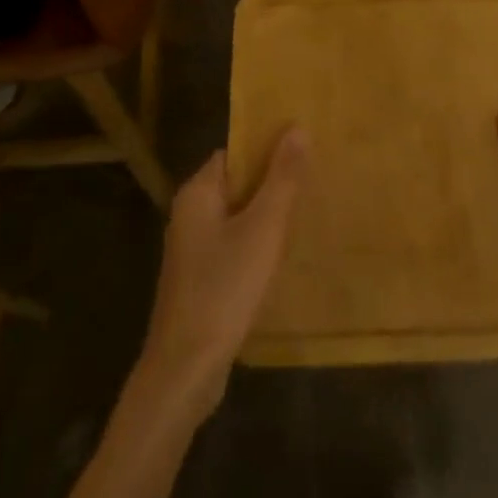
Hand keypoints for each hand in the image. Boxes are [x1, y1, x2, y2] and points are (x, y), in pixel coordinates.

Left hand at [139, 130, 307, 416]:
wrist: (186, 370)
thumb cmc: (225, 288)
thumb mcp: (263, 228)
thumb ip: (282, 178)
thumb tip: (297, 127)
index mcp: (197, 193)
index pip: (234, 152)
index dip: (266, 149)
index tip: (302, 151)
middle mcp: (188, 215)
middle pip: (236, 184)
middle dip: (271, 183)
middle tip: (312, 183)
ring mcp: (191, 250)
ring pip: (235, 217)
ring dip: (265, 216)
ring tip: (304, 217)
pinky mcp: (198, 280)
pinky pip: (232, 247)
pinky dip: (255, 245)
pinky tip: (281, 259)